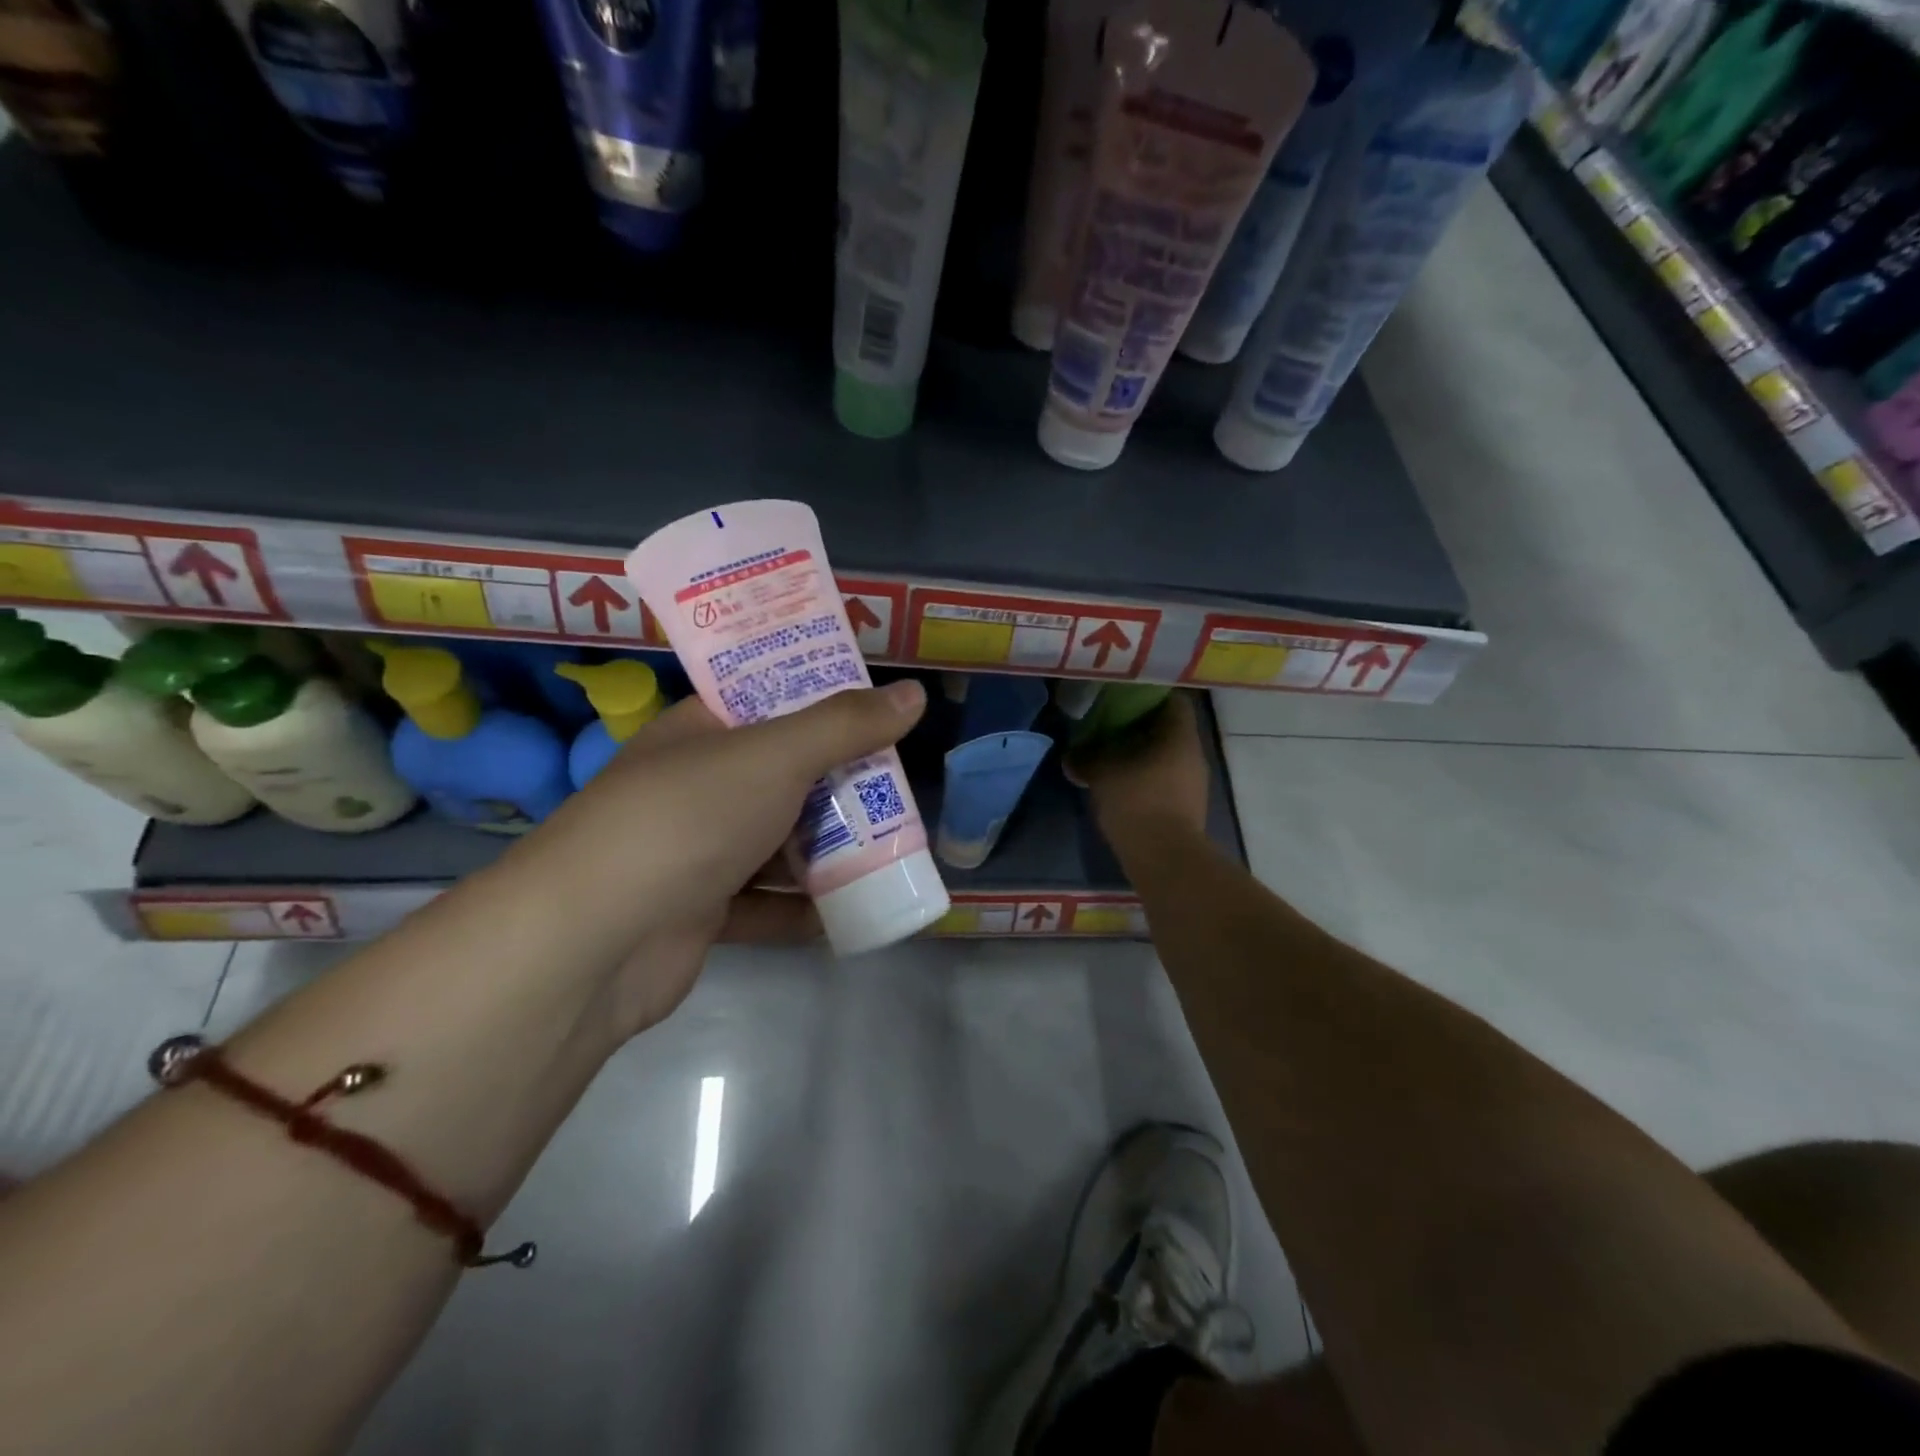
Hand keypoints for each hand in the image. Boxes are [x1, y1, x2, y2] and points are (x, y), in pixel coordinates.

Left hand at [495, 680, 927, 1038]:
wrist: (596, 940)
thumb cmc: (688, 818)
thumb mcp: (774, 755)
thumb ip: (845, 725)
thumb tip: (913, 694)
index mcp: (701, 732)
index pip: (769, 701)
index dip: (823, 702)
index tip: (879, 712)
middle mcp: (697, 787)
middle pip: (784, 776)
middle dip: (840, 785)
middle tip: (900, 789)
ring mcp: (696, 852)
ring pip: (778, 842)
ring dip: (830, 851)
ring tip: (893, 851)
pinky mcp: (702, 913)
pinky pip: (767, 904)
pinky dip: (806, 909)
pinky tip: (854, 913)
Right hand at [1066, 691, 1211, 852]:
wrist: (1164, 858)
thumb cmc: (1137, 802)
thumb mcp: (1102, 774)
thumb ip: (1086, 758)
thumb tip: (1070, 756)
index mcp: (1180, 736)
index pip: (1174, 701)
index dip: (1149, 695)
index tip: (1123, 698)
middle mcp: (1194, 755)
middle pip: (1169, 729)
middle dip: (1141, 727)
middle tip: (1110, 726)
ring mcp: (1194, 783)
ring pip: (1167, 756)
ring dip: (1143, 754)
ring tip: (1112, 755)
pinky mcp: (1187, 807)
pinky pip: (1166, 780)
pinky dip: (1146, 777)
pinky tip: (1122, 784)